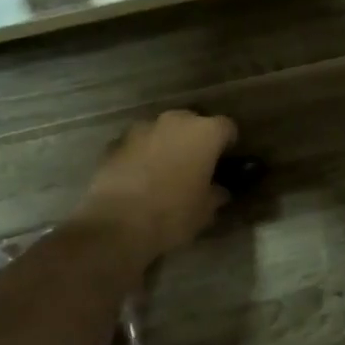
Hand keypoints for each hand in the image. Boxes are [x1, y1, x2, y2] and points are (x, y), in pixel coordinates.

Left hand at [72, 110, 237, 263]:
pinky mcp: (115, 142)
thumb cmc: (172, 215)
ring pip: (162, 131)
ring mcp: (141, 128)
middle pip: (192, 122)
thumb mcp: (205, 211)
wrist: (116, 223)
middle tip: (196, 165)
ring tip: (165, 171)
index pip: (227, 127)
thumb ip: (216, 193)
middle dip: (195, 140)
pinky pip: (137, 144)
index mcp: (204, 133)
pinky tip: (139, 178)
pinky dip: (142, 154)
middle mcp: (174, 121)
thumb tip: (218, 190)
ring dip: (166, 145)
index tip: (226, 160)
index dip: (228, 143)